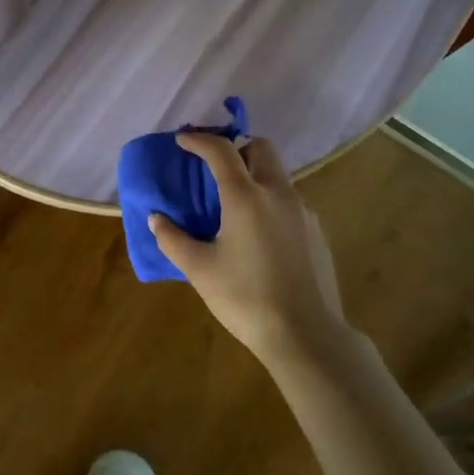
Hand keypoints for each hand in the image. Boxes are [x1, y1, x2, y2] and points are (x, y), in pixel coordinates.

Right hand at [149, 134, 350, 364]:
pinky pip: (289, 201)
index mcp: (246, 196)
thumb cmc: (245, 298)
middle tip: (215, 165)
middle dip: (237, 146)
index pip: (221, 150)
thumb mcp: (199, 270)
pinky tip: (258, 233)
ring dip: (254, 173)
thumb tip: (157, 219)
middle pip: (261, 148)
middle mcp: (278, 193)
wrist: (306, 334)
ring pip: (278, 174)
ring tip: (233, 202)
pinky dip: (269, 200)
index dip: (199, 140)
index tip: (183, 140)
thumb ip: (173, 239)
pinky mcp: (316, 232)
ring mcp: (303, 211)